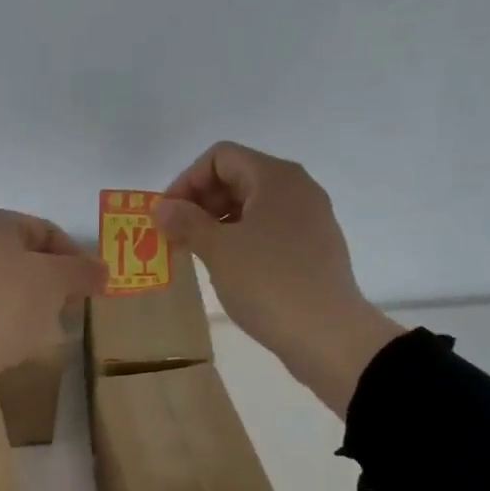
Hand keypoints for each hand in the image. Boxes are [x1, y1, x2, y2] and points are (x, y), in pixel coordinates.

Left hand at [0, 210, 106, 421]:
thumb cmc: (5, 305)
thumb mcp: (54, 281)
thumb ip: (82, 271)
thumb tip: (101, 270)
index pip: (45, 230)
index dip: (76, 256)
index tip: (94, 286)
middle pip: (24, 257)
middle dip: (55, 281)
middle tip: (74, 307)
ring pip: (7, 285)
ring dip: (34, 303)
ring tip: (51, 327)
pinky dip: (10, 320)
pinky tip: (22, 341)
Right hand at [154, 142, 404, 414]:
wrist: (327, 333)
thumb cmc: (268, 283)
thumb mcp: (219, 250)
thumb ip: (186, 222)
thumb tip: (162, 208)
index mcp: (275, 177)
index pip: (220, 157)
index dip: (186, 181)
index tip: (166, 217)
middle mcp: (297, 188)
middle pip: (238, 177)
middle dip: (201, 202)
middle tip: (176, 237)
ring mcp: (310, 219)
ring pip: (253, 206)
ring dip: (219, 223)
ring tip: (197, 255)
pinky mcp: (314, 248)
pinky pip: (269, 230)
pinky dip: (242, 240)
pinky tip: (229, 270)